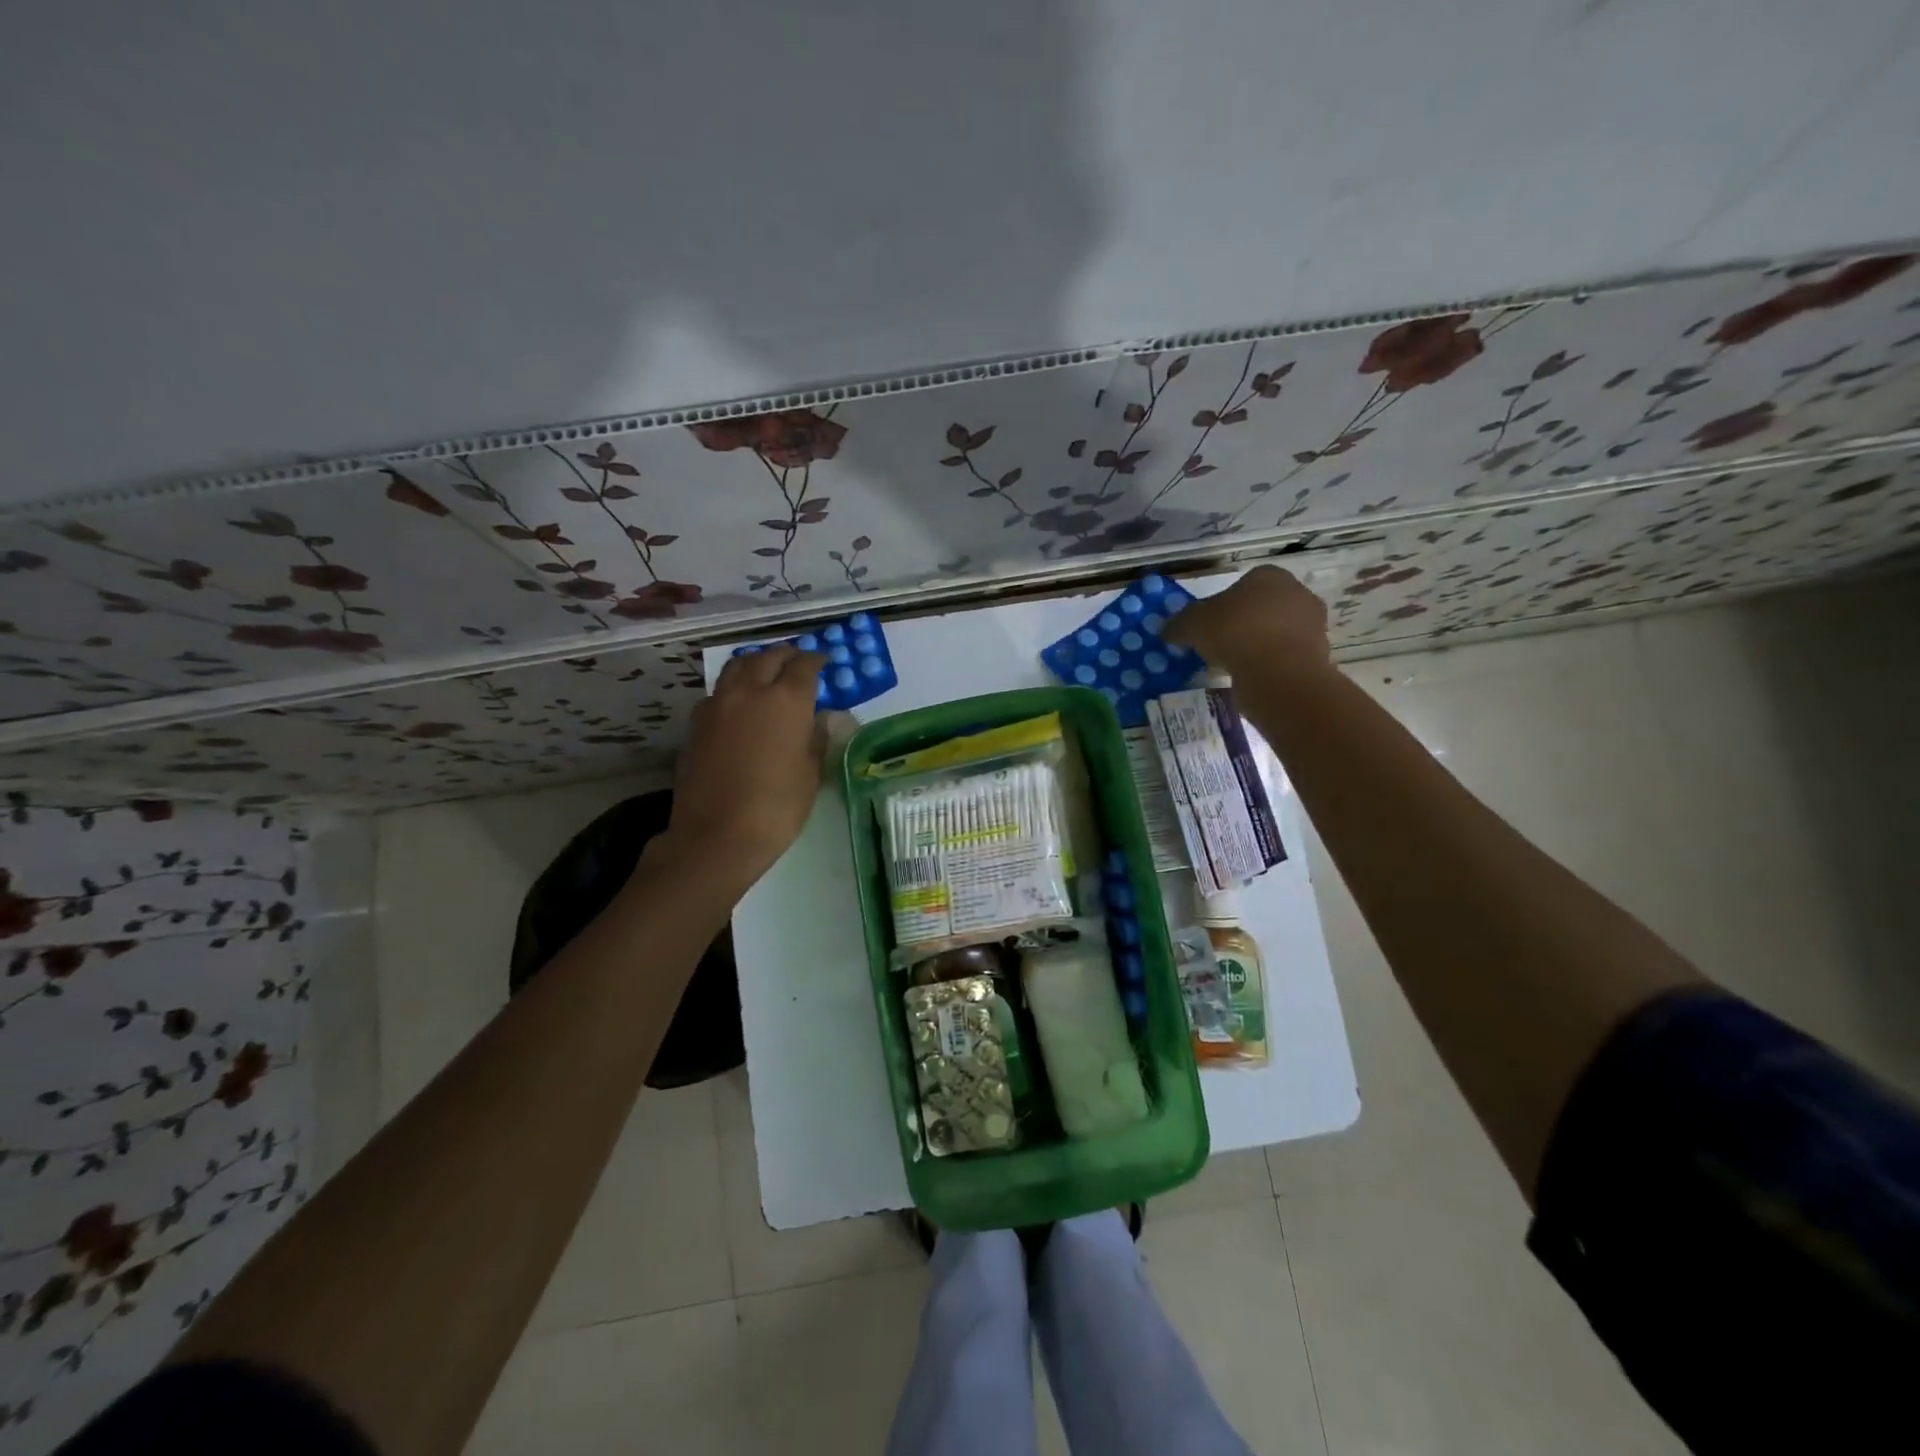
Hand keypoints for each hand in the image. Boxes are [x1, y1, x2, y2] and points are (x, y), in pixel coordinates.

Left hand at [664, 645, 826, 881]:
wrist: (717, 835)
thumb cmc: (777, 807)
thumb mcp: (811, 773)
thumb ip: (817, 737)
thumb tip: (822, 718)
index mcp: (787, 700)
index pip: (804, 666)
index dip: (816, 659)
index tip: (822, 661)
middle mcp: (750, 691)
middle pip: (768, 658)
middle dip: (785, 655)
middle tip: (796, 659)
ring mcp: (718, 704)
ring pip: (737, 667)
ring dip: (755, 663)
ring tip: (765, 671)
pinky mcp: (696, 723)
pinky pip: (718, 692)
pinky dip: (733, 688)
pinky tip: (738, 704)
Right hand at [1162, 565, 1329, 674]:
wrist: (1278, 672)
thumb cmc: (1235, 633)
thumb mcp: (1192, 624)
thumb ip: (1179, 624)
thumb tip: (1167, 631)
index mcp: (1269, 575)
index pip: (1241, 586)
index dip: (1221, 606)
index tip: (1208, 627)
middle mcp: (1296, 593)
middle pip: (1260, 608)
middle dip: (1241, 625)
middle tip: (1218, 647)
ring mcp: (1312, 624)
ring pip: (1274, 633)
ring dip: (1256, 646)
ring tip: (1232, 666)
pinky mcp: (1317, 654)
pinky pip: (1283, 657)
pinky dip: (1268, 665)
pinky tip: (1250, 678)